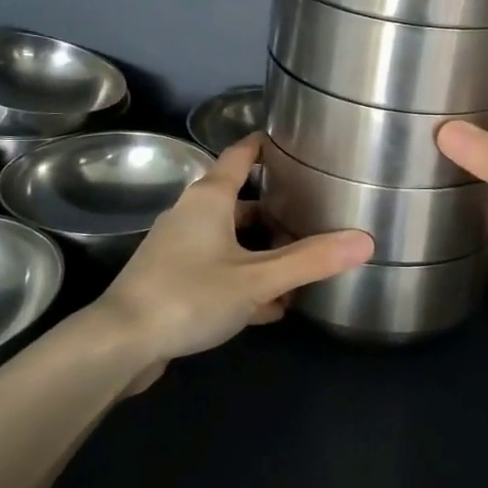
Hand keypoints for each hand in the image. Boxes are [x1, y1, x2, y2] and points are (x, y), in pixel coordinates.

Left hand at [92, 133, 373, 389]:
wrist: (121, 343)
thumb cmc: (189, 295)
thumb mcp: (258, 279)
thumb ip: (310, 260)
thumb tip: (365, 241)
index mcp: (209, 199)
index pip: (240, 156)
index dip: (265, 146)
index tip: (293, 143)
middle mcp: (191, 216)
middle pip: (240, 203)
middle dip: (276, 213)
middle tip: (313, 218)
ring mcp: (178, 249)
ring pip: (231, 242)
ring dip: (263, 255)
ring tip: (299, 272)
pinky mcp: (172, 281)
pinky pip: (218, 271)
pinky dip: (243, 281)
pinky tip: (269, 308)